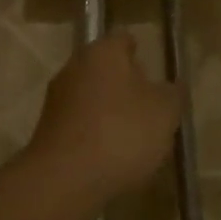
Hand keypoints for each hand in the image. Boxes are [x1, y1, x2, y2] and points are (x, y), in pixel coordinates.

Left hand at [26, 33, 180, 203]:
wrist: (64, 179)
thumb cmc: (122, 133)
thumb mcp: (165, 112)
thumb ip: (173, 94)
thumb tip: (172, 86)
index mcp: (103, 52)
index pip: (125, 40)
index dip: (142, 53)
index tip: (156, 72)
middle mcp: (74, 67)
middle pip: (105, 69)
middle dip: (126, 85)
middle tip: (150, 107)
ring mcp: (56, 99)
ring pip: (91, 97)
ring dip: (110, 111)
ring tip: (134, 137)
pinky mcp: (47, 130)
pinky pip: (80, 124)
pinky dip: (94, 134)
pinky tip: (110, 156)